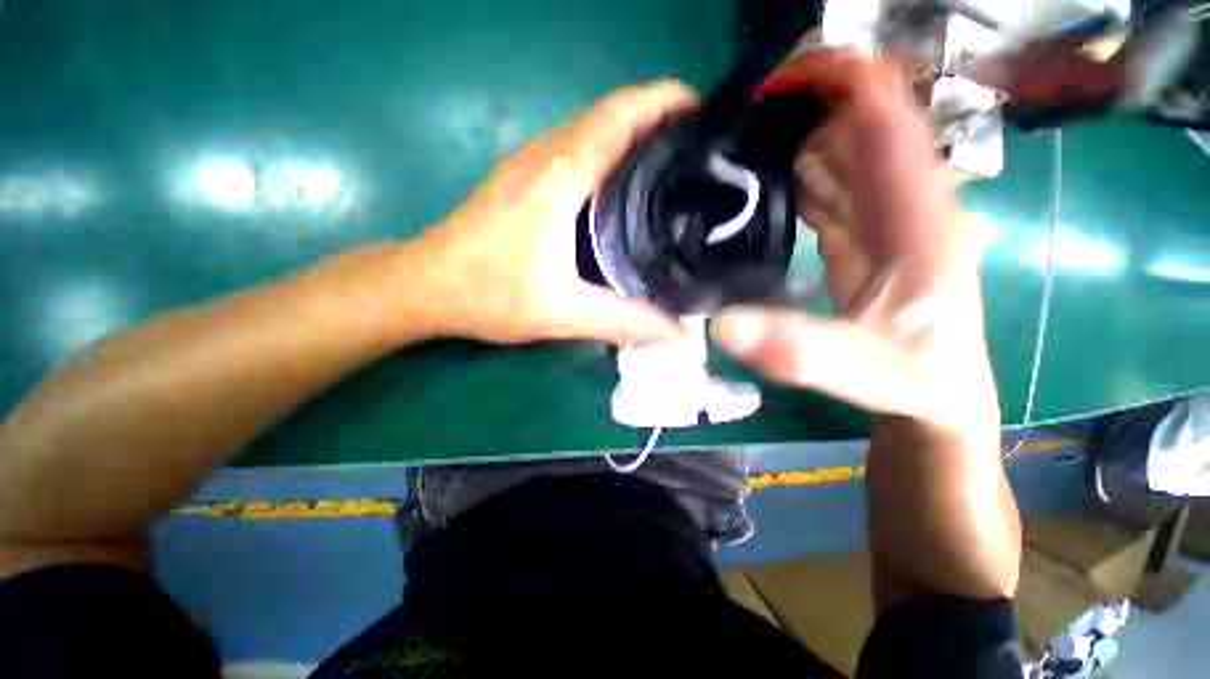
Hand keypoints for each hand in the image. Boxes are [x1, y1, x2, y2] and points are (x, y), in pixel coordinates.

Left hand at [413, 81, 697, 345]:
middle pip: (611, 113)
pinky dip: (606, 149)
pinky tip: (622, 182)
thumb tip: (677, 335)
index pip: (621, 115)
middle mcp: (546, 154)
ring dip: (632, 132)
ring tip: (671, 161)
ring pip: (591, 127)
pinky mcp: (521, 176)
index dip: (665, 102)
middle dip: (658, 117)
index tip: (705, 115)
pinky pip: (574, 146)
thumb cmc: (488, 294)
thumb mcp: (562, 312)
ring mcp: (529, 161)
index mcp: (561, 176)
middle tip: (698, 149)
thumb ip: (623, 321)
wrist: (425, 284)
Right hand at [714, 50, 998, 437]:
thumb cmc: (917, 383)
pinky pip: (825, 190)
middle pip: (855, 124)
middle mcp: (900, 201)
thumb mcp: (870, 373)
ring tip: (734, 146)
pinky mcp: (857, 239)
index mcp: (918, 212)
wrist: (935, 400)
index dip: (836, 78)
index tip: (769, 84)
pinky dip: (795, 177)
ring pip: (837, 155)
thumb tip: (724, 326)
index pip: (884, 112)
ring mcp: (877, 219)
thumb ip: (806, 351)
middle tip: (731, 120)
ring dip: (791, 140)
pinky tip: (761, 183)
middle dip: (800, 106)